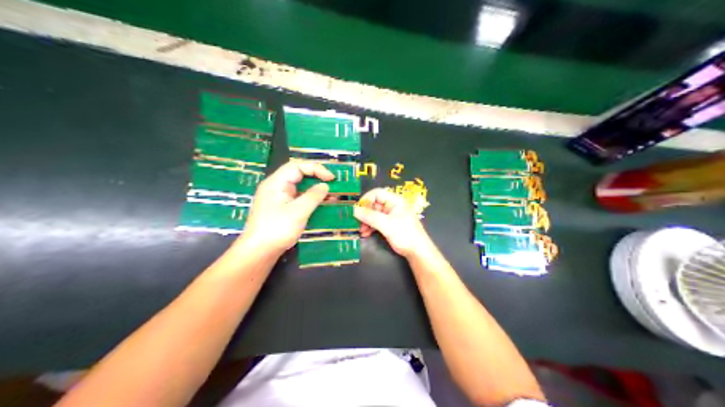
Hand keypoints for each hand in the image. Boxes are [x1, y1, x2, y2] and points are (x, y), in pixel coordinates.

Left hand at [242, 161, 334, 256]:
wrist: (258, 251)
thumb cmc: (277, 229)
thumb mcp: (298, 212)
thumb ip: (313, 196)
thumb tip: (325, 186)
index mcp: (276, 182)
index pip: (297, 166)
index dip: (316, 168)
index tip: (331, 178)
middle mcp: (276, 187)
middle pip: (298, 175)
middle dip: (317, 177)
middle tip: (333, 184)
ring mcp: (278, 198)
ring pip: (299, 187)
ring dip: (315, 190)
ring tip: (332, 195)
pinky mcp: (281, 209)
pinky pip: (298, 198)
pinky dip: (310, 199)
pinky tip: (321, 205)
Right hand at [357, 188, 432, 256]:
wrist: (418, 252)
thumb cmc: (405, 235)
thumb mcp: (387, 225)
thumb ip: (370, 217)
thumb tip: (354, 210)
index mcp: (396, 201)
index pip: (377, 193)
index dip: (366, 200)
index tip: (357, 210)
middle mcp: (393, 206)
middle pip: (374, 204)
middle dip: (365, 213)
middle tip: (357, 222)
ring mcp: (392, 216)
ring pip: (374, 214)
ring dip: (366, 221)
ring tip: (361, 231)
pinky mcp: (390, 225)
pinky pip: (377, 222)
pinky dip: (370, 227)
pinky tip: (365, 234)